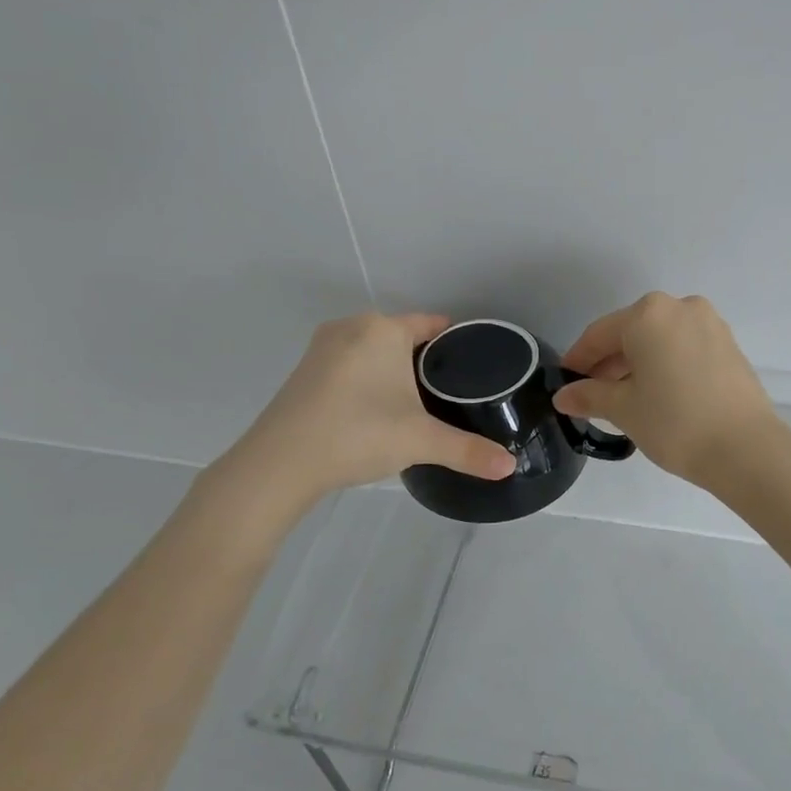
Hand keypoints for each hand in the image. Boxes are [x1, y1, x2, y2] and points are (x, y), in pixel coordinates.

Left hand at [208, 313, 513, 535]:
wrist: (279, 463)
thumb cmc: (358, 434)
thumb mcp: (421, 442)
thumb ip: (469, 451)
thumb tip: (511, 466)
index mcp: (383, 330)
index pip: (431, 324)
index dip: (456, 342)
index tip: (476, 363)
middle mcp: (352, 327)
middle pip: (402, 335)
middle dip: (426, 358)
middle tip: (453, 390)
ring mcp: (323, 348)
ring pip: (374, 350)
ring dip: (394, 369)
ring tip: (420, 401)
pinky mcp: (305, 371)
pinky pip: (351, 364)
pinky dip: (368, 379)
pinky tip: (378, 408)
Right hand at [553, 293, 781, 488]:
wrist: (745, 448)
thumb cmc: (674, 422)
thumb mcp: (624, 409)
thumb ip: (589, 396)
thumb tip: (564, 396)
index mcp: (648, 314)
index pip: (599, 334)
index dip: (578, 359)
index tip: (565, 383)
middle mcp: (680, 307)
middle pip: (632, 332)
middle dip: (609, 362)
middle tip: (593, 395)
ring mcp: (710, 324)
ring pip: (660, 340)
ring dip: (638, 364)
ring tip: (625, 398)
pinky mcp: (729, 345)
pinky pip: (684, 348)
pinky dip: (666, 364)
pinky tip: (658, 394)